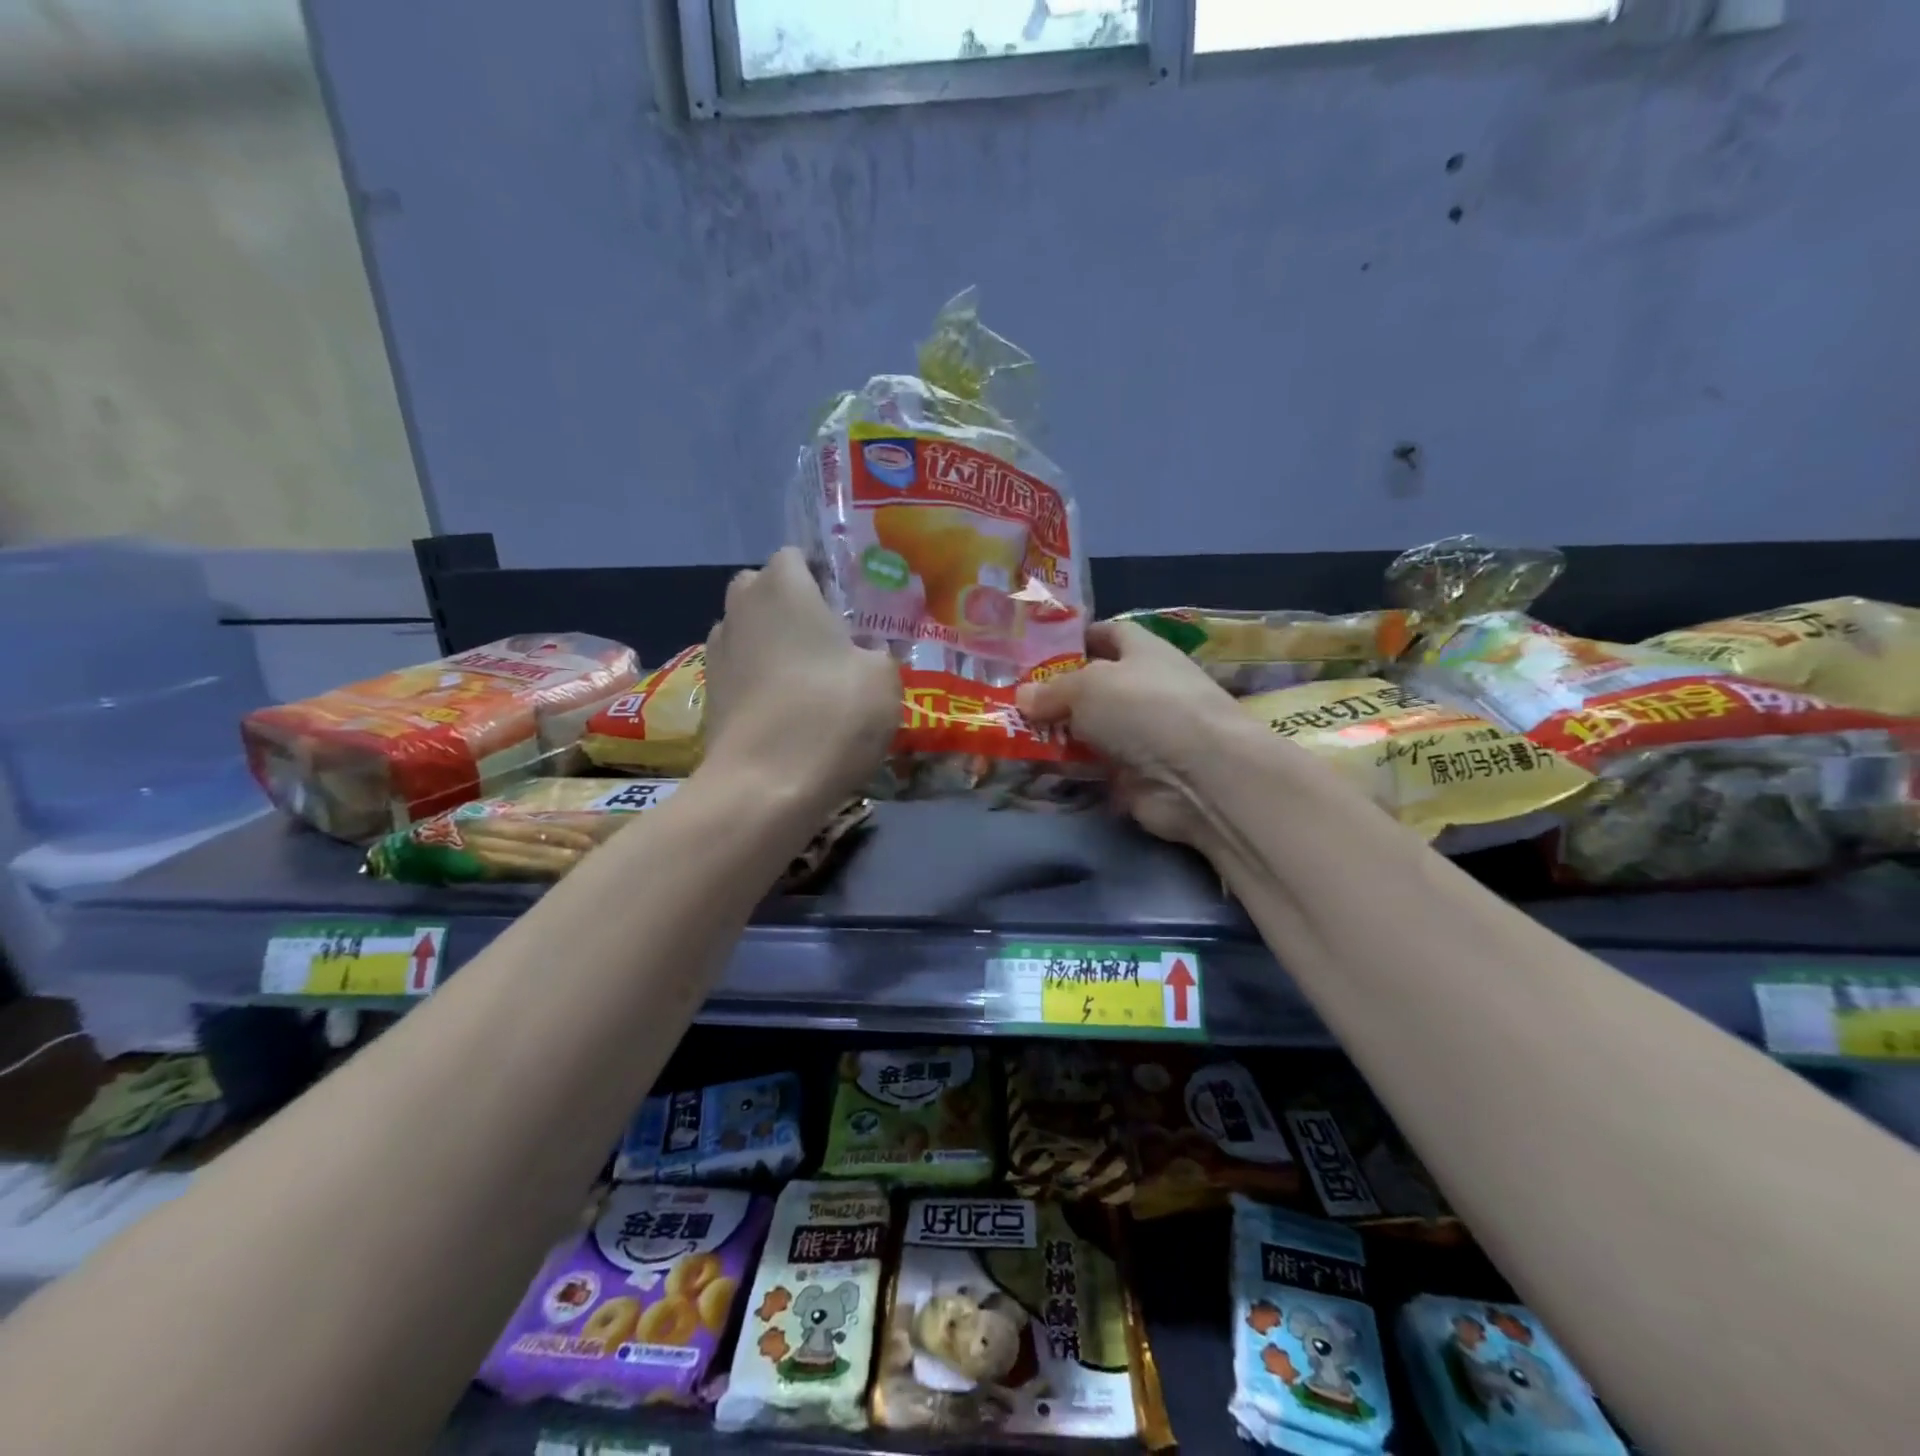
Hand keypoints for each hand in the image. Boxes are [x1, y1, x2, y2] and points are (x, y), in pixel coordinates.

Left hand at [703, 548, 900, 804]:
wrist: (765, 786)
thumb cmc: (831, 715)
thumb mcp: (883, 678)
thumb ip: (877, 652)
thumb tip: (866, 652)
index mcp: (783, 587)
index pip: (795, 556)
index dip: (822, 575)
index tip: (848, 606)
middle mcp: (741, 607)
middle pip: (764, 589)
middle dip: (791, 605)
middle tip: (830, 638)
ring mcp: (717, 652)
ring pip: (749, 630)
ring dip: (773, 642)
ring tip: (808, 677)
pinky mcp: (710, 693)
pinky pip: (740, 669)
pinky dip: (759, 678)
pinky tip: (785, 708)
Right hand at [1017, 620, 1249, 843]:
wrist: (1197, 776)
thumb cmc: (1145, 708)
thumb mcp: (1087, 686)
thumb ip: (1051, 690)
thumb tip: (1022, 696)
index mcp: (1143, 651)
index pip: (1109, 634)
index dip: (1076, 639)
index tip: (1036, 651)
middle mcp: (1145, 689)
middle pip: (1094, 686)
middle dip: (1056, 694)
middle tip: (1010, 700)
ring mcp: (1142, 735)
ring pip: (1090, 730)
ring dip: (1058, 736)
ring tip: (1011, 737)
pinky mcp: (1135, 776)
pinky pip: (1093, 768)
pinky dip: (1069, 771)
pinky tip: (1034, 771)